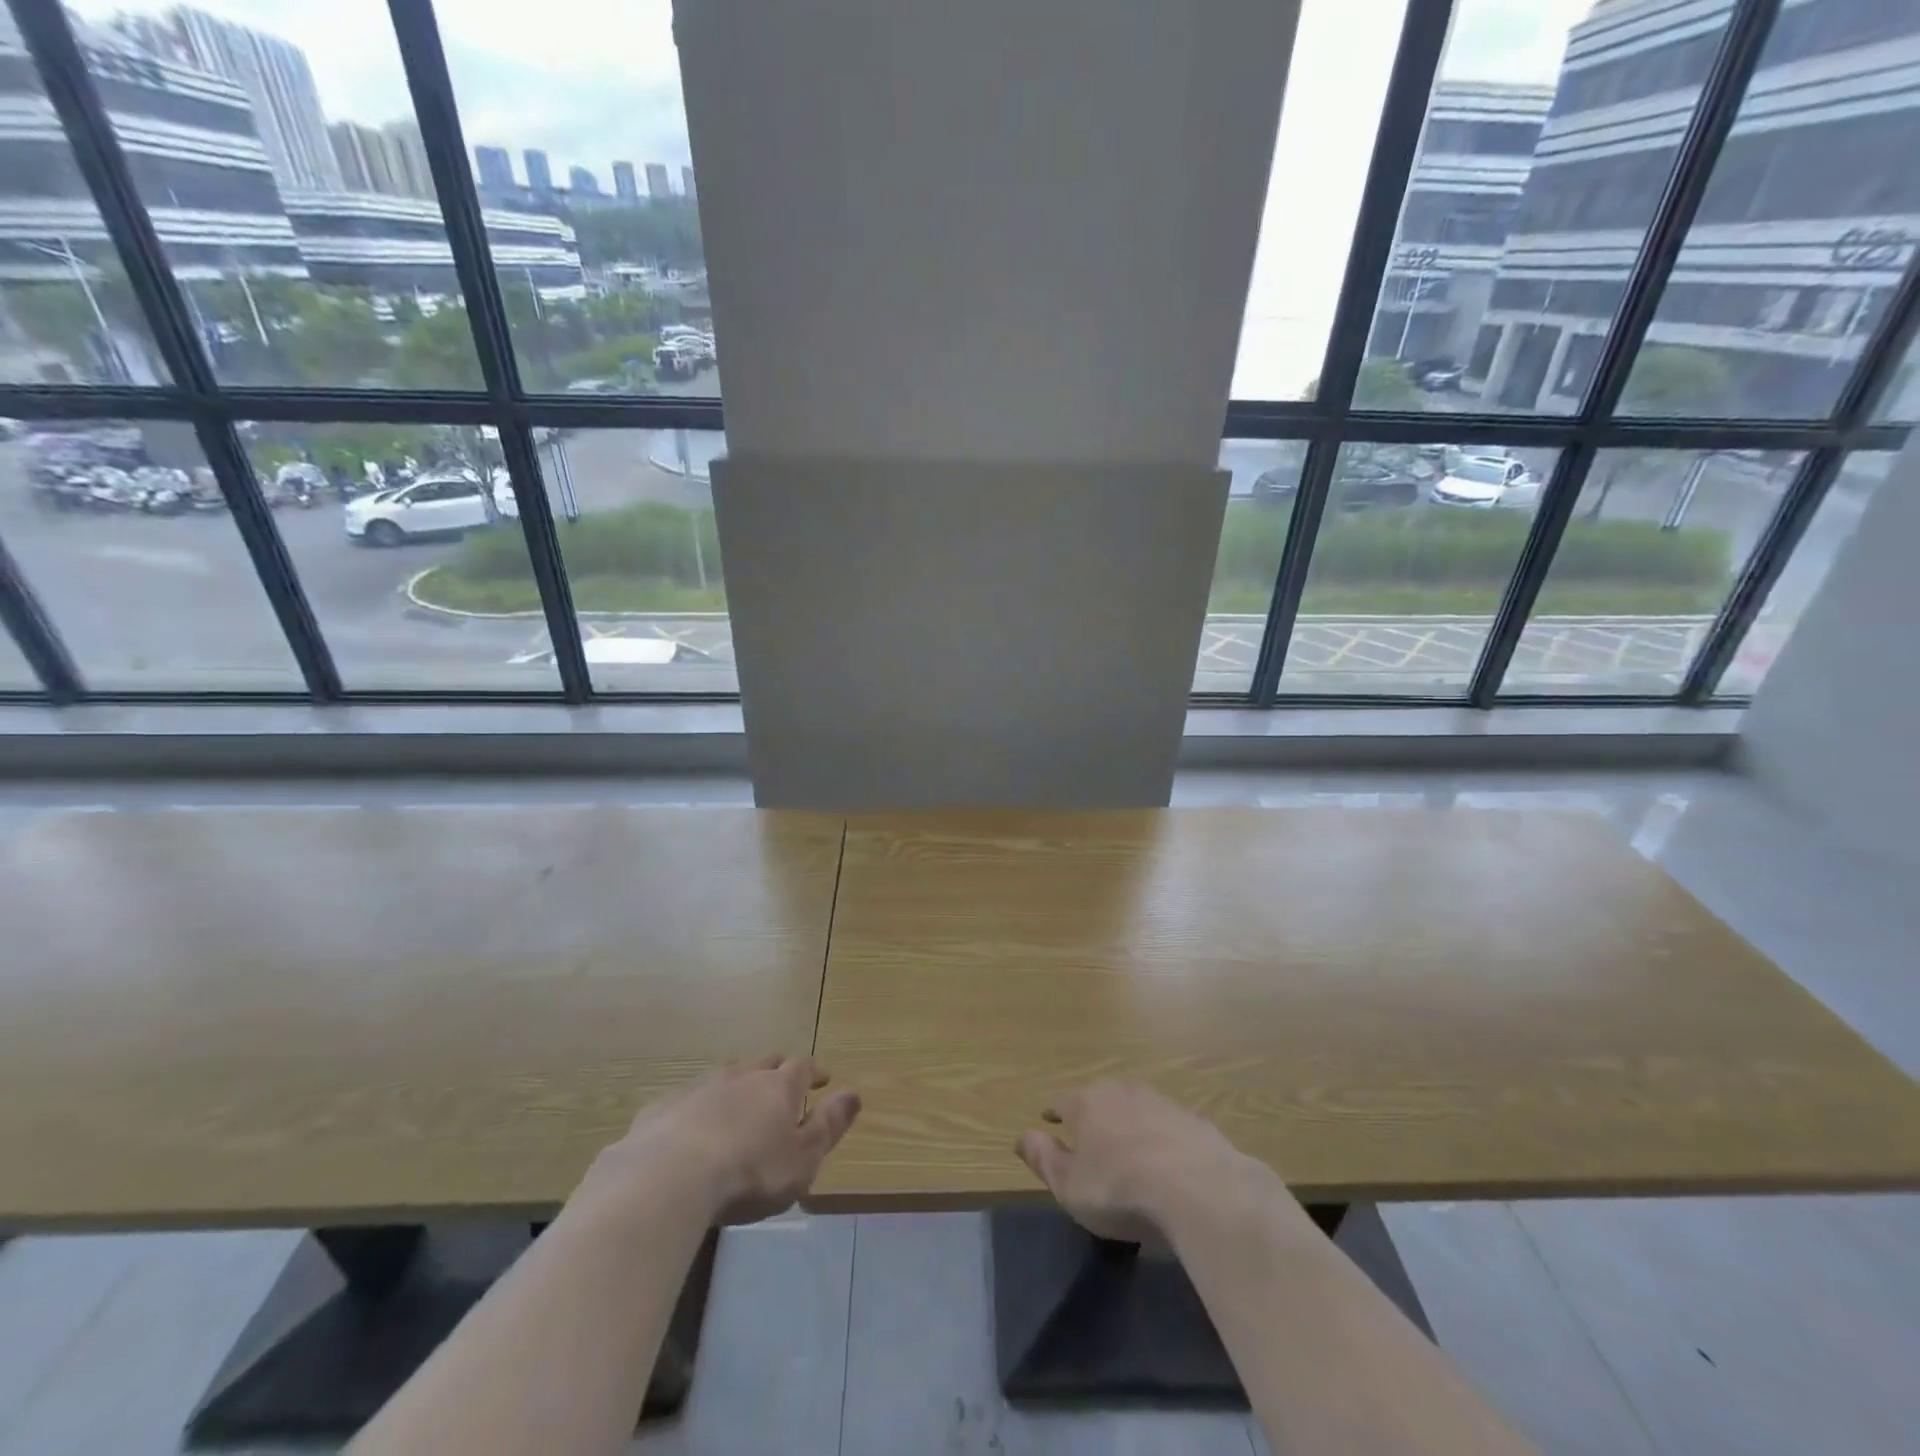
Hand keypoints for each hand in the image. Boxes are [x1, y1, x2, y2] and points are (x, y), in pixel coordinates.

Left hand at [583, 1056, 860, 1224]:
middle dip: (776, 1070)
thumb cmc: (750, 1172)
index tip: (823, 1078)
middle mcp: (741, 1076)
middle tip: (781, 1082)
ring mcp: (699, 1088)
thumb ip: (829, 1125)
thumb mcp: (803, 1158)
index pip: (803, 1067)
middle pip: (763, 1063)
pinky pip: (686, 1100)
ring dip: (736, 1084)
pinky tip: (690, 1126)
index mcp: (778, 1087)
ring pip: (725, 1075)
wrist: (670, 1178)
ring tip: (738, 1099)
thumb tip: (855, 1094)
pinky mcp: (663, 1108)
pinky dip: (696, 1107)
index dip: (814, 1071)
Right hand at [1016, 1081, 1278, 1242]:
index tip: (1048, 1120)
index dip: (1053, 1112)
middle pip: (1100, 1097)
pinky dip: (1160, 1136)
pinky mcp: (1193, 1119)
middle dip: (1092, 1112)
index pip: (1062, 1101)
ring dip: (1128, 1121)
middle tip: (1089, 1134)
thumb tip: (1021, 1136)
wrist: (1198, 1188)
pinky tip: (1166, 1158)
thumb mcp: (1069, 1186)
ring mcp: (1160, 1101)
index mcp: (1086, 1104)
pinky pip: (1167, 1124)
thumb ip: (1043, 1158)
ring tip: (1127, 1144)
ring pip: (1135, 1106)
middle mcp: (1121, 1091)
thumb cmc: (1120, 1190)